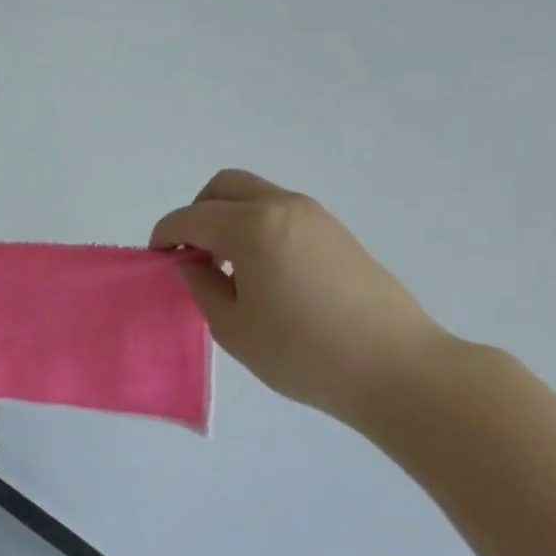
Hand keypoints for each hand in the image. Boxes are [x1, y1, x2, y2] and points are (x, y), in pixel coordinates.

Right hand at [151, 170, 449, 424]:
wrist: (398, 369)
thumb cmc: (304, 353)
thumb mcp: (234, 328)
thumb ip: (202, 286)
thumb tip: (191, 263)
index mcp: (251, 227)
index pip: (191, 217)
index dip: (165, 235)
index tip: (157, 260)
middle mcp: (282, 207)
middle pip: (224, 187)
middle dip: (197, 213)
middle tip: (192, 254)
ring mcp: (314, 216)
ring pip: (255, 196)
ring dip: (229, 218)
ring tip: (228, 268)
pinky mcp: (336, 232)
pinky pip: (281, 212)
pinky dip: (257, 226)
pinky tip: (263, 272)